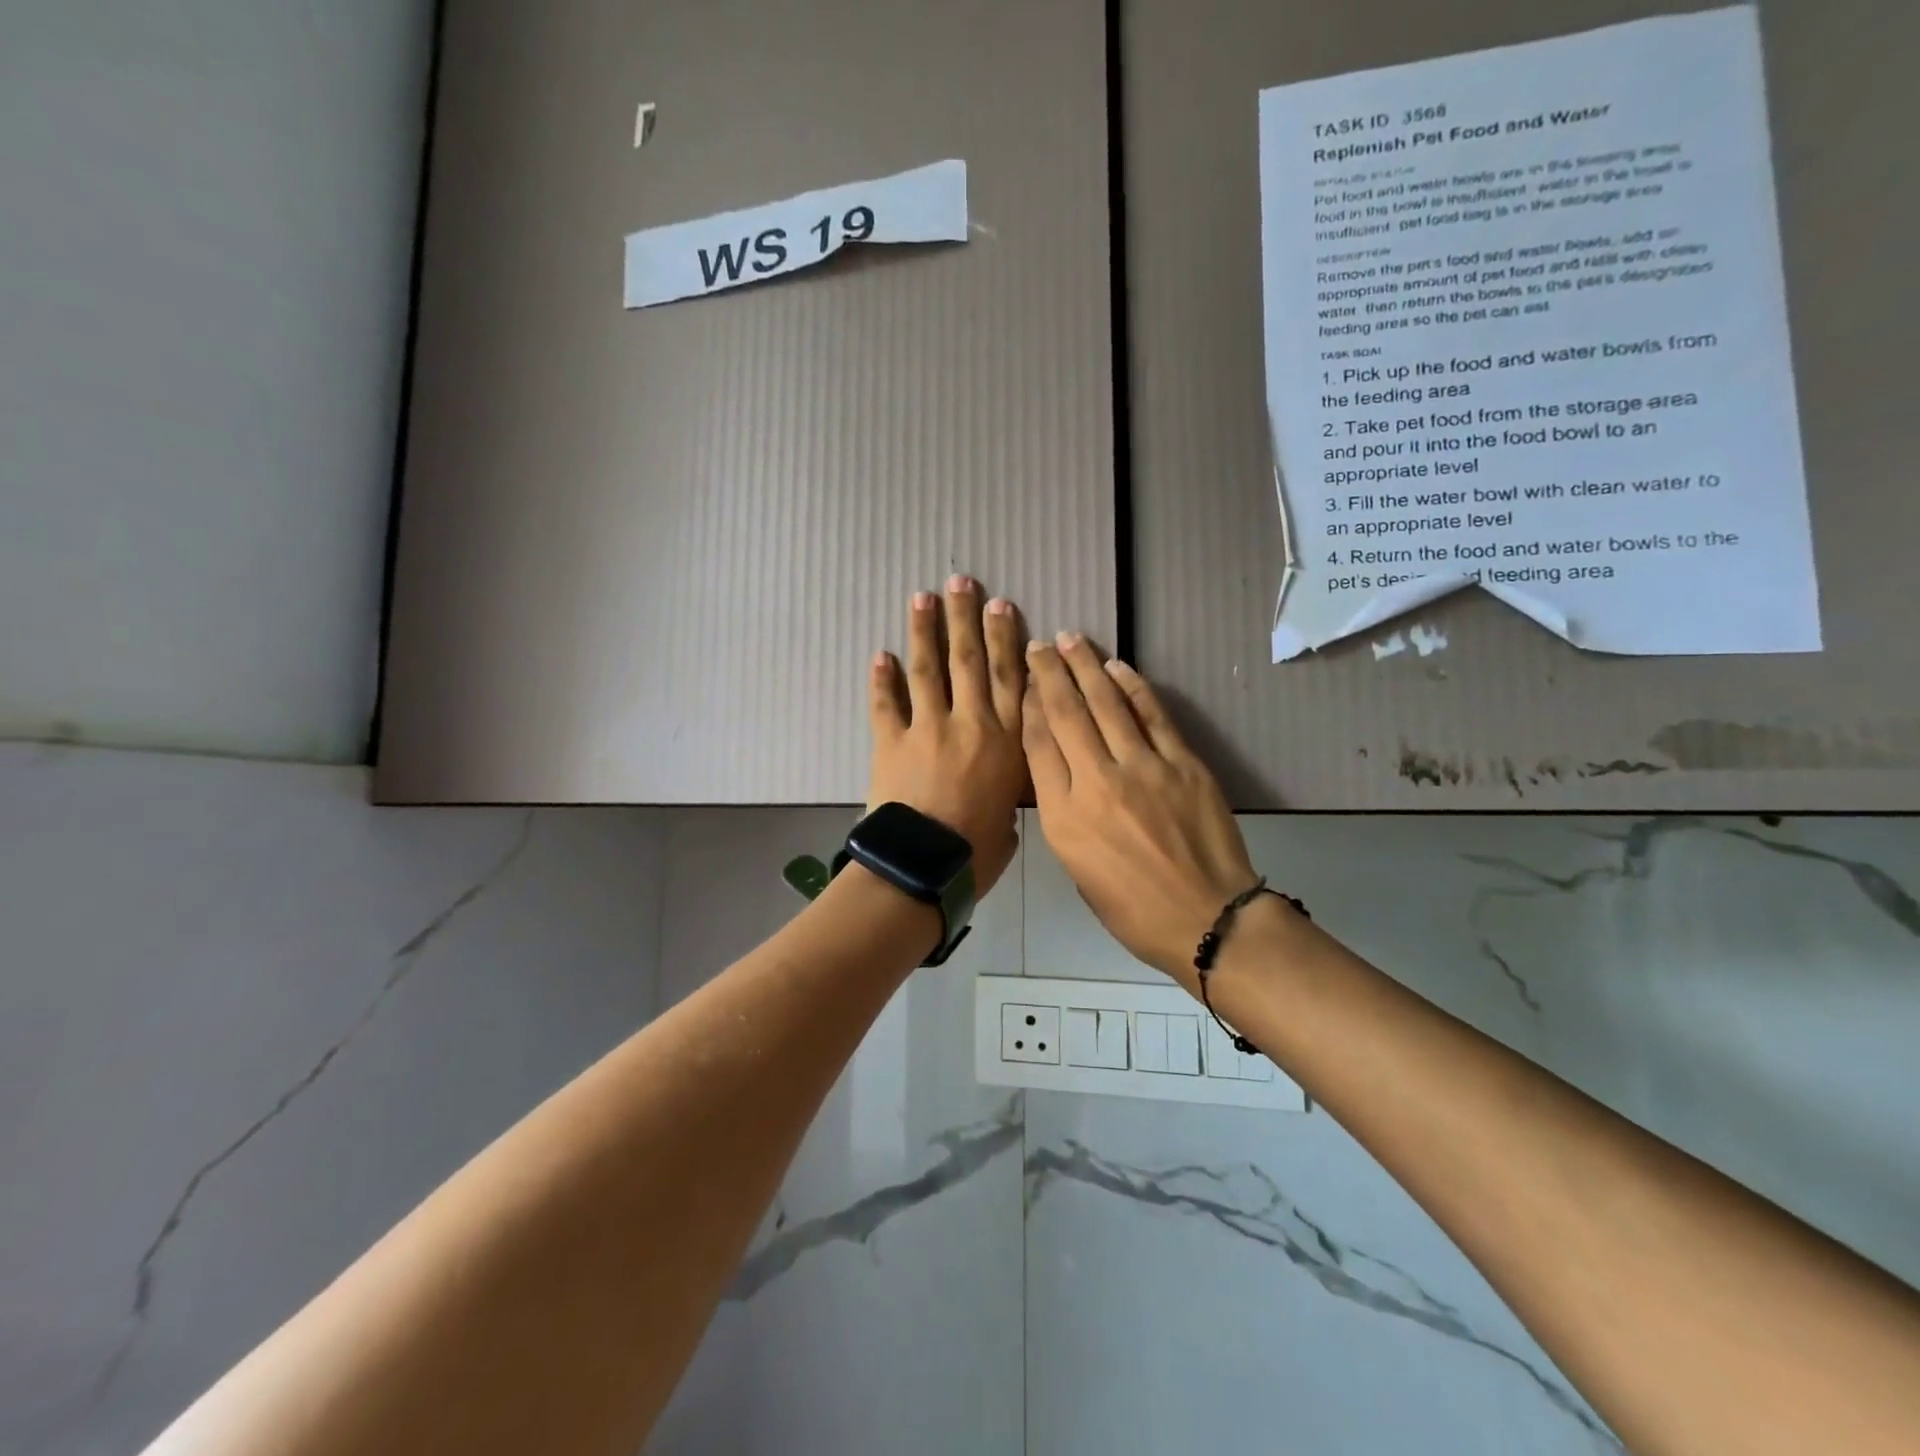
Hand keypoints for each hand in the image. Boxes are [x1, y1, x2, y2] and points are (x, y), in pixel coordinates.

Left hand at [866, 578, 1027, 895]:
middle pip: (969, 660)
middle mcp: (971, 723)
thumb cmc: (977, 853)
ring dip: (924, 631)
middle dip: (965, 617)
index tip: (1002, 606)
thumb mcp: (1011, 822)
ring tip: (921, 598)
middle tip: (960, 582)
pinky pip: (885, 703)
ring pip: (928, 669)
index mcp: (1007, 741)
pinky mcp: (891, 742)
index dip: (1006, 638)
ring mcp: (928, 728)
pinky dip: (881, 679)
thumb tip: (1001, 800)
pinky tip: (880, 655)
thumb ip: (1007, 798)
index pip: (1010, 678)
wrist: (925, 867)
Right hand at [1023, 633, 1263, 981]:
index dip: (1028, 706)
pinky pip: (1151, 714)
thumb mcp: (1077, 869)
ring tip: (1070, 640)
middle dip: (1048, 673)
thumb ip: (1063, 814)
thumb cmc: (1132, 908)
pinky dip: (1132, 686)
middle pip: (1066, 713)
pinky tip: (1117, 666)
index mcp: (1063, 817)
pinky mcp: (1181, 763)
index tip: (1023, 681)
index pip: (1037, 745)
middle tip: (1038, 645)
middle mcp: (1096, 782)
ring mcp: (1142, 768)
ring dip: (1085, 666)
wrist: (1207, 918)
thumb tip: (1061, 770)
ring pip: (1106, 703)